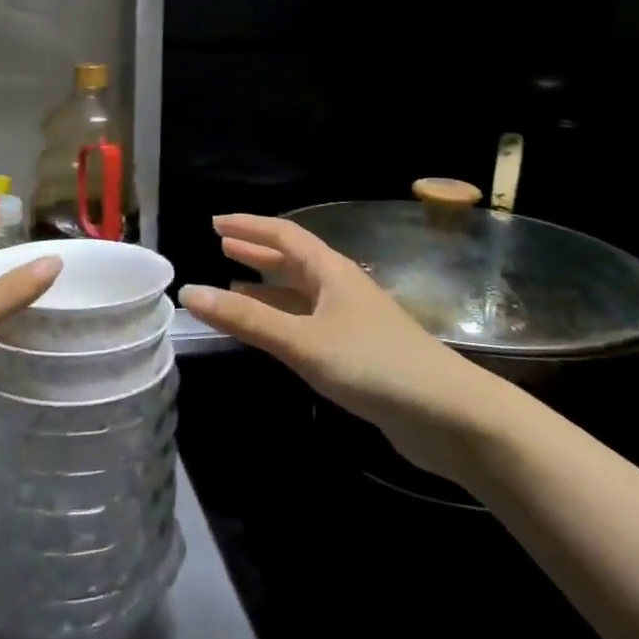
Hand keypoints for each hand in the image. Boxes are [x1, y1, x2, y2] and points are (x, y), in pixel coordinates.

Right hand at [179, 214, 489, 463]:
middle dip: (257, 251)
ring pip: (300, 294)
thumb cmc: (374, 365)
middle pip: (293, 260)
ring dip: (267, 287)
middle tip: (222, 245)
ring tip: (233, 285)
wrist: (449, 416)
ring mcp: (351, 320)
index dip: (249, 226)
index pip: (284, 235)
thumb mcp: (304, 341)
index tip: (216, 222)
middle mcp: (341, 287)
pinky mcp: (357, 351)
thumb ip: (247, 320)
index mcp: (331, 271)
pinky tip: (269, 333)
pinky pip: (308, 322)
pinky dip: (282, 319)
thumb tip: (189, 293)